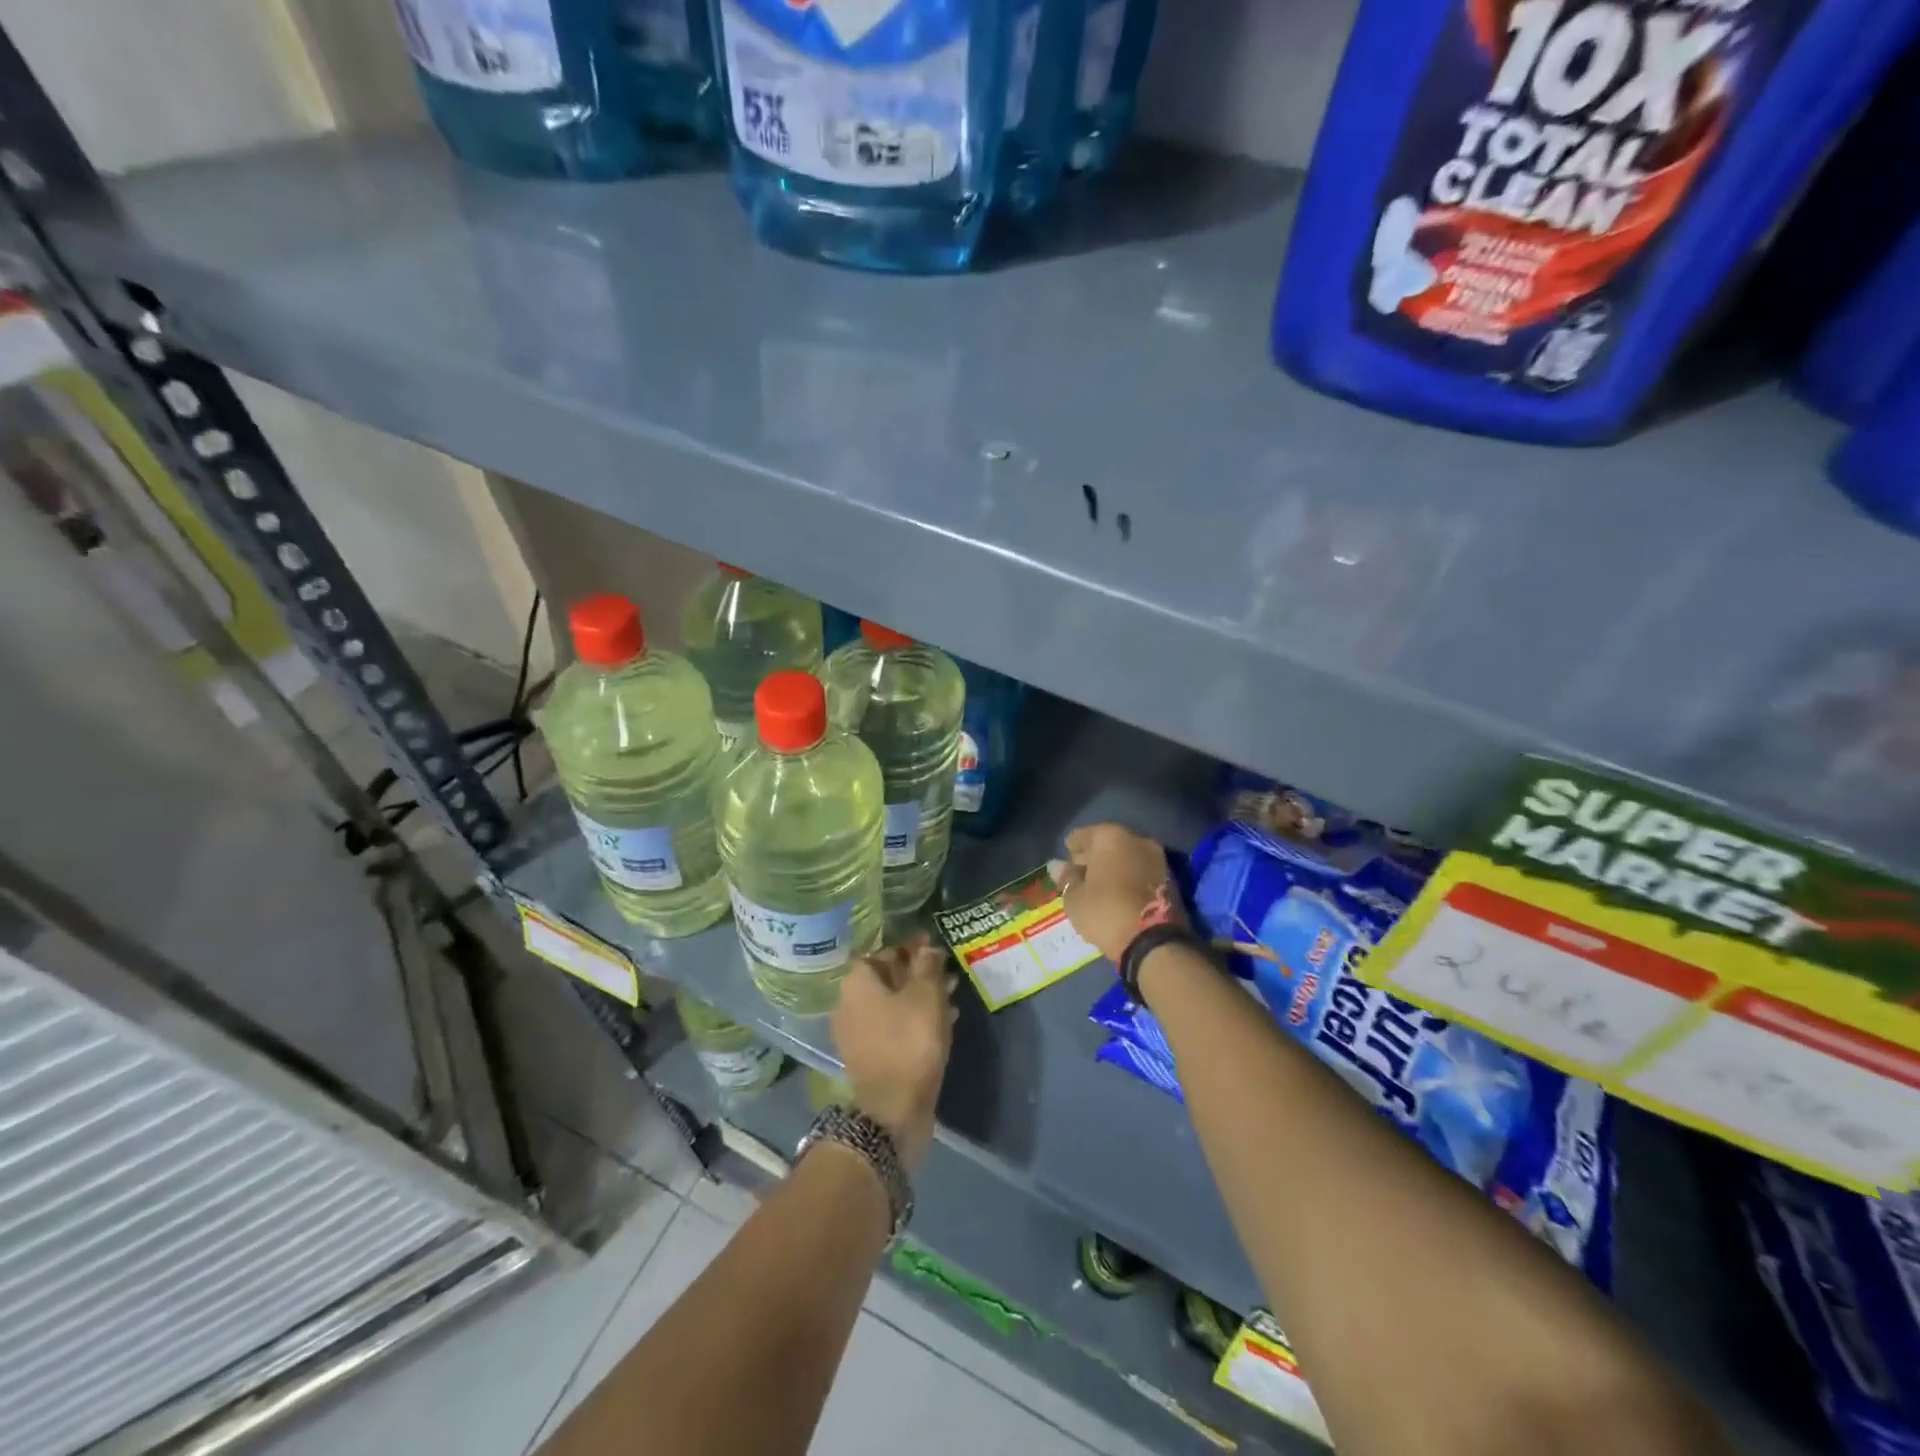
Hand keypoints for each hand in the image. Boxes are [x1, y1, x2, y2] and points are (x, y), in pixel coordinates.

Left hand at [833, 936, 956, 1171]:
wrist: (893, 1110)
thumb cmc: (909, 1042)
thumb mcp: (926, 996)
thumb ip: (927, 966)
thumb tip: (926, 947)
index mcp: (857, 983)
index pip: (881, 951)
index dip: (909, 947)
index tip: (933, 947)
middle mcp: (848, 1003)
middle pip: (886, 977)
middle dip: (917, 973)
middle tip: (946, 973)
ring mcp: (856, 1032)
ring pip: (892, 1003)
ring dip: (919, 997)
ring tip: (951, 997)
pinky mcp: (869, 1056)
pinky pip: (893, 1027)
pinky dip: (914, 1020)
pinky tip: (942, 1022)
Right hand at [1056, 823, 1183, 964]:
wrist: (1154, 941)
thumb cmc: (1105, 911)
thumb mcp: (1074, 898)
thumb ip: (1066, 878)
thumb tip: (1057, 866)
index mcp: (1109, 836)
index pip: (1081, 836)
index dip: (1070, 851)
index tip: (1065, 867)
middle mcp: (1136, 839)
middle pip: (1106, 843)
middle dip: (1093, 857)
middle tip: (1080, 877)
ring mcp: (1156, 857)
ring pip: (1126, 856)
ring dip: (1113, 868)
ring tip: (1099, 889)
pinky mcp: (1170, 878)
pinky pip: (1140, 871)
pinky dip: (1129, 878)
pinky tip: (1118, 895)